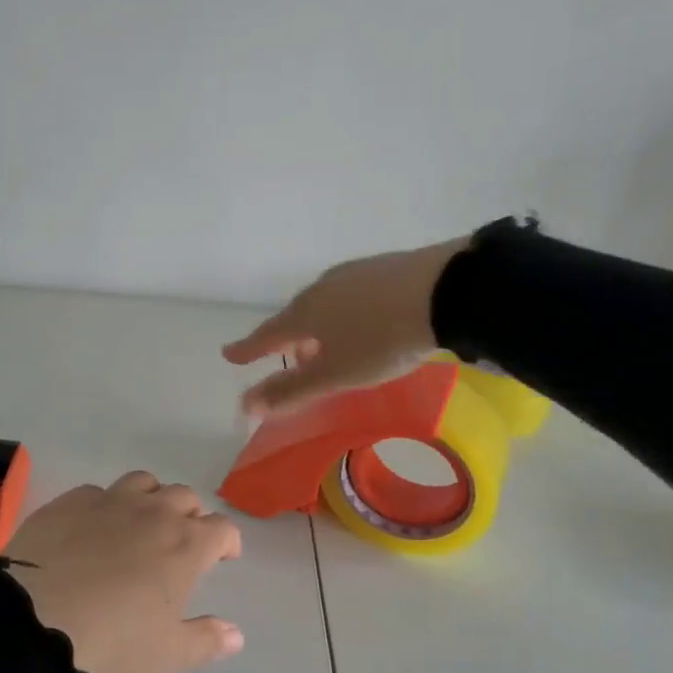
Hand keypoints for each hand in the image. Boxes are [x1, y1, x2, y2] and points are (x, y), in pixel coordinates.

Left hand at [4, 471, 244, 672]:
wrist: (30, 629)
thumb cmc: (113, 646)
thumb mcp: (168, 657)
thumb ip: (207, 641)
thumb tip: (236, 634)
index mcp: (186, 546)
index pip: (222, 528)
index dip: (227, 541)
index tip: (222, 557)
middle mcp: (152, 513)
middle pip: (184, 497)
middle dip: (190, 516)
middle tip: (180, 544)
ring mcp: (106, 503)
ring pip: (142, 482)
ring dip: (150, 498)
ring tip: (140, 523)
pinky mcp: (65, 504)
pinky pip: (95, 492)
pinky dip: (104, 505)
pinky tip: (91, 529)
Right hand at [222, 236, 468, 415]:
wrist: (443, 292)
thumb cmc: (380, 340)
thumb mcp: (335, 374)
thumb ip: (291, 391)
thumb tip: (246, 405)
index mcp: (305, 313)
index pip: (268, 335)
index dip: (249, 349)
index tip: (229, 355)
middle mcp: (323, 287)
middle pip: (297, 316)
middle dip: (290, 338)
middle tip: (290, 356)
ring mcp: (355, 273)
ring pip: (326, 303)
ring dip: (320, 326)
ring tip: (330, 343)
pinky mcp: (385, 268)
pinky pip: (353, 294)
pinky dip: (348, 313)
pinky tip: (366, 320)